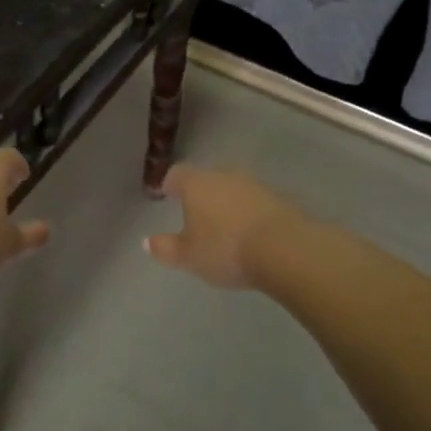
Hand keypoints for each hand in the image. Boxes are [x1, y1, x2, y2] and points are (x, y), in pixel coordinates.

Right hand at [145, 164, 304, 290]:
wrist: (283, 248)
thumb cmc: (225, 249)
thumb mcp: (188, 256)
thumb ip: (166, 248)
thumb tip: (146, 241)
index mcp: (196, 184)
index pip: (177, 174)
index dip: (170, 184)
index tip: (167, 195)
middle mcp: (223, 176)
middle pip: (206, 179)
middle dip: (200, 194)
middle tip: (195, 214)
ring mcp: (253, 185)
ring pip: (232, 189)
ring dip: (226, 203)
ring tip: (224, 226)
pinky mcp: (278, 198)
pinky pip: (254, 202)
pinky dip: (248, 213)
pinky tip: (249, 233)